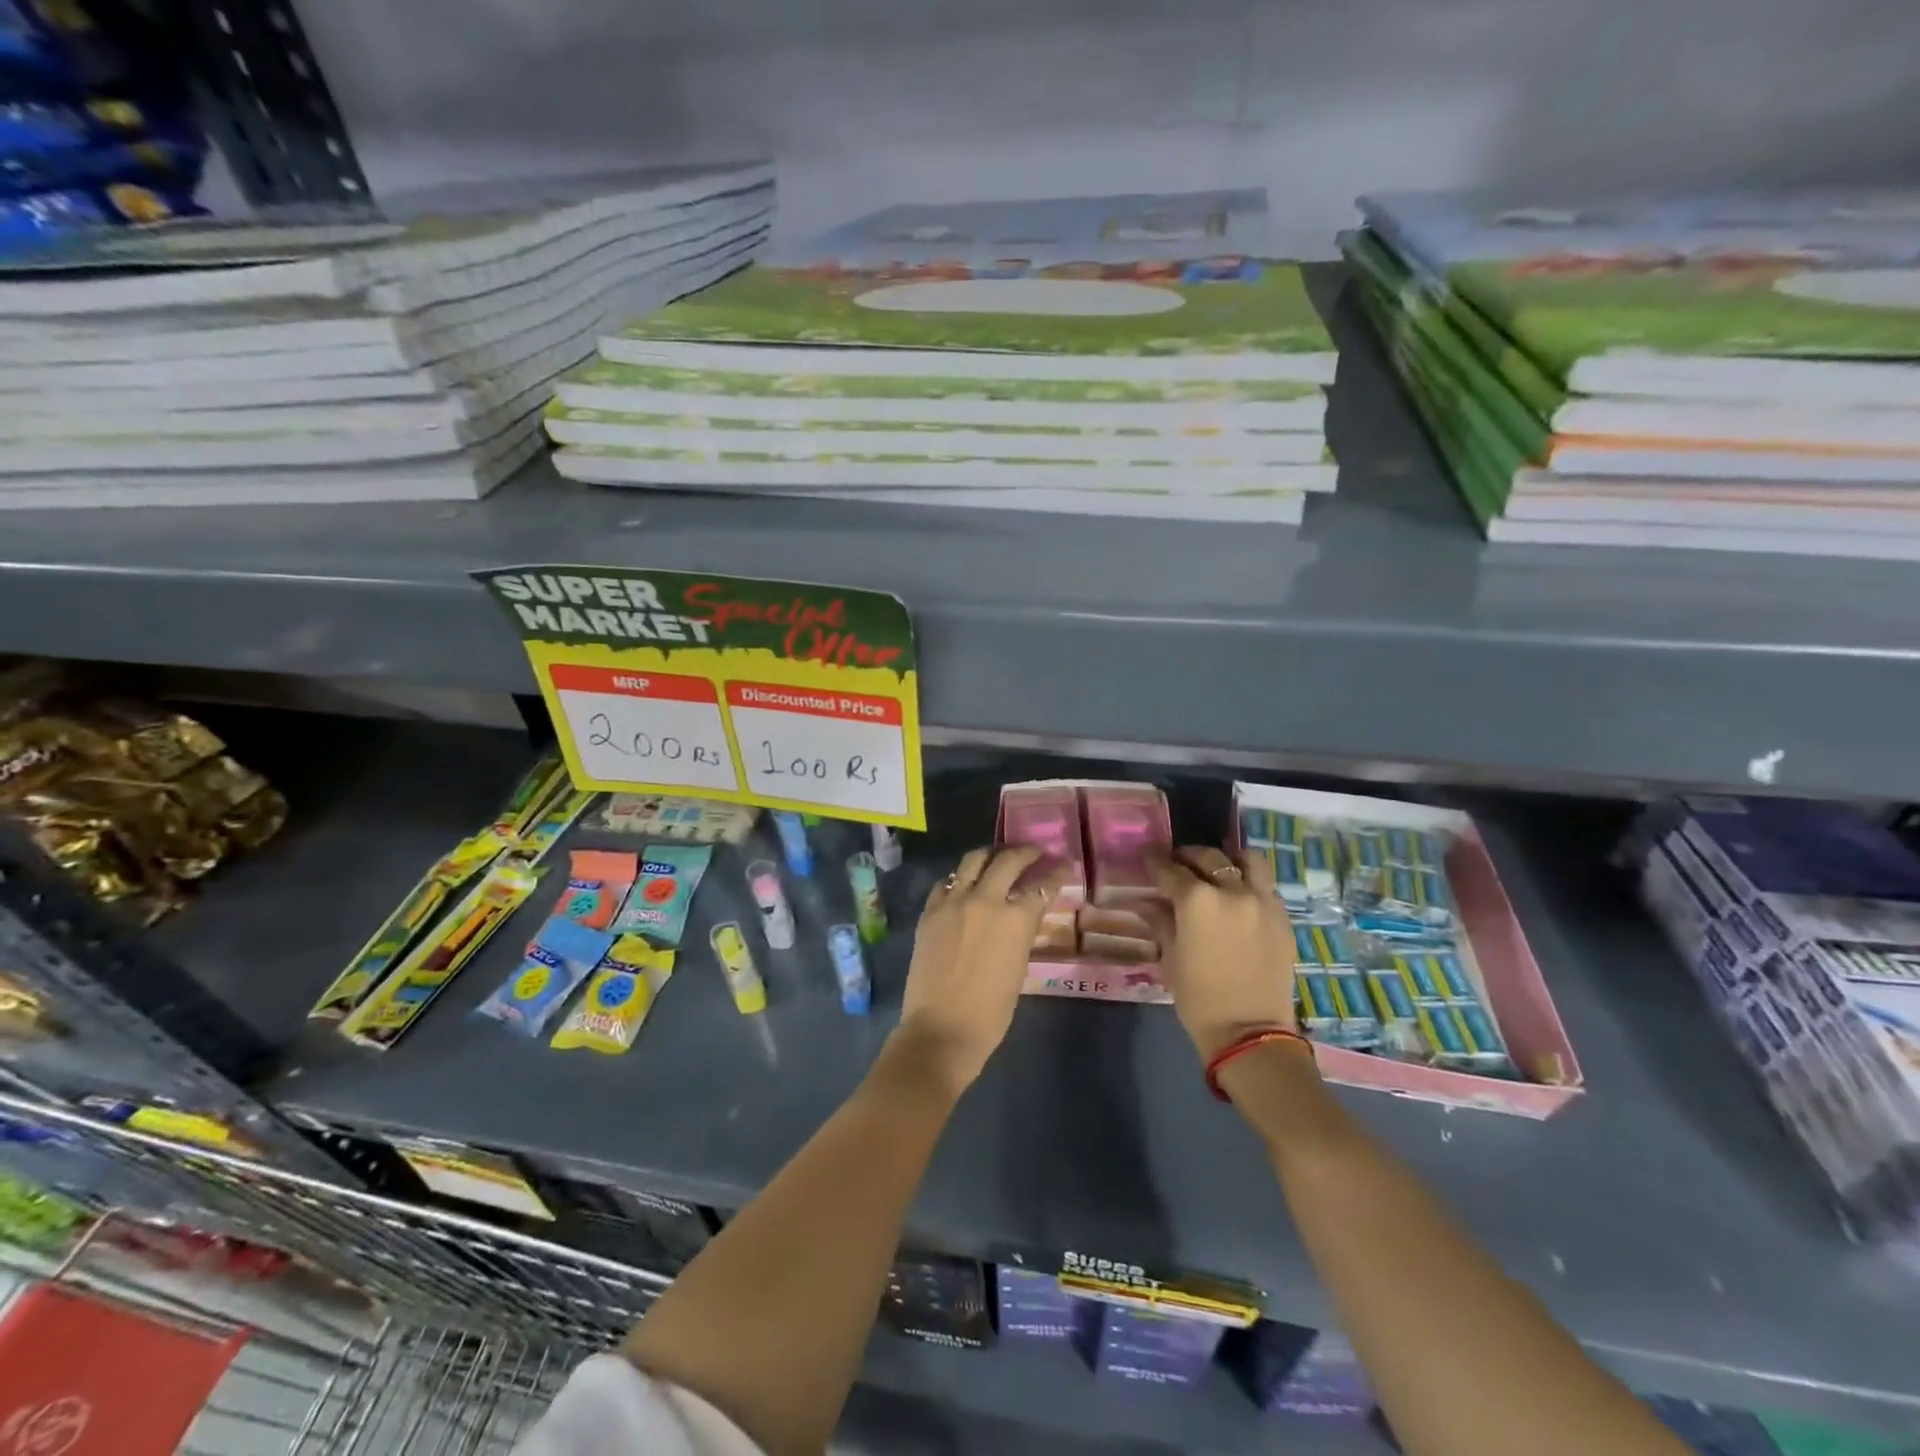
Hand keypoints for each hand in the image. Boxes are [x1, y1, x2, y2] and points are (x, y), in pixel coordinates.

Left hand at [894, 845, 1066, 1096]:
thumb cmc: (990, 1012)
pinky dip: (958, 880)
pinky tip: (962, 885)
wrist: (941, 1029)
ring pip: (973, 861)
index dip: (1055, 874)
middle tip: (1033, 853)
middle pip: (1008, 861)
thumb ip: (1020, 935)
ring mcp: (953, 902)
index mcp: (1015, 919)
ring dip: (989, 856)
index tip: (1062, 864)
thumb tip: (1021, 918)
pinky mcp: (930, 911)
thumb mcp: (1018, 968)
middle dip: (1024, 853)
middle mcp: (985, 900)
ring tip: (996, 858)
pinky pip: (946, 883)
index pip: (1042, 886)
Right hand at [1142, 847, 1297, 1061]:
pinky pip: (1265, 886)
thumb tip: (1145, 902)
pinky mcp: (1283, 917)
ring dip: (1228, 860)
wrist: (1250, 1033)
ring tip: (1217, 871)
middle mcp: (1232, 890)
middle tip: (1178, 865)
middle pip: (1209, 857)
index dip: (1155, 863)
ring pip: (1247, 861)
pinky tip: (1239, 897)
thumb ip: (1160, 921)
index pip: (1171, 870)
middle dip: (1189, 857)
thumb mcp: (1170, 958)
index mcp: (1197, 900)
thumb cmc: (1199, 998)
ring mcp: (1262, 901)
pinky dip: (1249, 883)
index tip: (1148, 861)